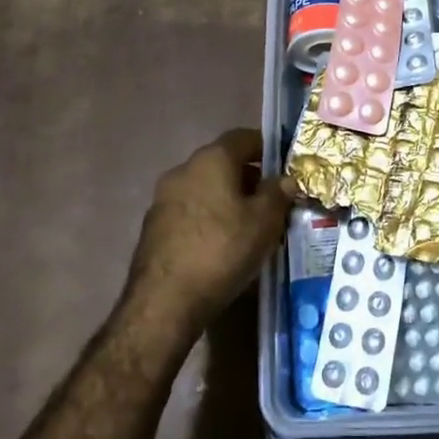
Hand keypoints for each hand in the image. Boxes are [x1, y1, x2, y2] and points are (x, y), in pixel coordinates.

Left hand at [128, 129, 289, 331]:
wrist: (164, 302)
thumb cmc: (222, 250)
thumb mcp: (264, 223)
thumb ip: (278, 195)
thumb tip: (285, 179)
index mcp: (211, 159)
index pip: (243, 137)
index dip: (266, 146)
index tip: (284, 163)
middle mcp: (183, 169)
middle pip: (222, 163)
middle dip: (248, 178)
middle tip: (271, 201)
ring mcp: (163, 198)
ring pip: (204, 188)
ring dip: (226, 199)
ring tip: (249, 226)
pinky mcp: (153, 227)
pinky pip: (190, 211)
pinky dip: (208, 219)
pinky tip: (221, 245)